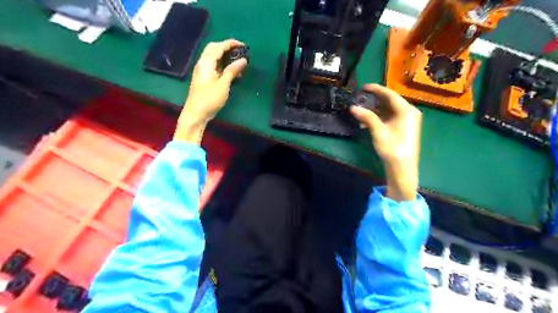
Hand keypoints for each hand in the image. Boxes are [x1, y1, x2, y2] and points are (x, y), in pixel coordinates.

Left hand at [173, 39, 245, 144]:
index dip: (231, 43)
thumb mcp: (223, 85)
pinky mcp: (204, 79)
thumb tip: (243, 60)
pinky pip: (214, 67)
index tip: (243, 45)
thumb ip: (232, 71)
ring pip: (214, 58)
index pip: (218, 47)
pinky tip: (232, 72)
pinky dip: (223, 66)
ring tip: (238, 62)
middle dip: (227, 48)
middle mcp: (203, 64)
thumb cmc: (209, 99)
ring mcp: (203, 72)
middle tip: (240, 52)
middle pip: (214, 49)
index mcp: (206, 63)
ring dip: (225, 57)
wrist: (196, 114)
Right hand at [350, 83, 420, 200]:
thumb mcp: (378, 131)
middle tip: (361, 97)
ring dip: (376, 109)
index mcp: (407, 110)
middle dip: (375, 99)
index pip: (390, 94)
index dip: (376, 89)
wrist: (403, 168)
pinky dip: (380, 117)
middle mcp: (409, 112)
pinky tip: (368, 121)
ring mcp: (407, 121)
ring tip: (362, 109)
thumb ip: (366, 117)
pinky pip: (391, 117)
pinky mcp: (404, 128)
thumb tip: (352, 107)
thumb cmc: (392, 148)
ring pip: (390, 110)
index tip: (363, 87)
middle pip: (390, 101)